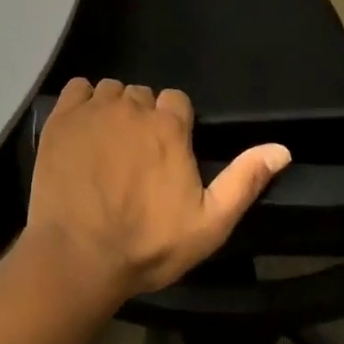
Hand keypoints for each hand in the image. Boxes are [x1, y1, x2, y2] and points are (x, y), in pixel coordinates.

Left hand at [25, 78, 291, 301]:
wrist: (79, 255)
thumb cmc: (147, 244)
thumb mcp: (209, 224)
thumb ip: (244, 181)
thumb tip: (282, 148)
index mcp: (169, 127)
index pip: (177, 100)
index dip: (174, 124)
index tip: (167, 151)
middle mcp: (132, 106)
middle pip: (142, 95)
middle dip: (143, 117)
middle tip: (135, 155)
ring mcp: (94, 109)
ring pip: (111, 91)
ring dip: (113, 109)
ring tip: (107, 145)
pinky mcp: (62, 117)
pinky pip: (77, 88)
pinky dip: (82, 102)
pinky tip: (82, 128)